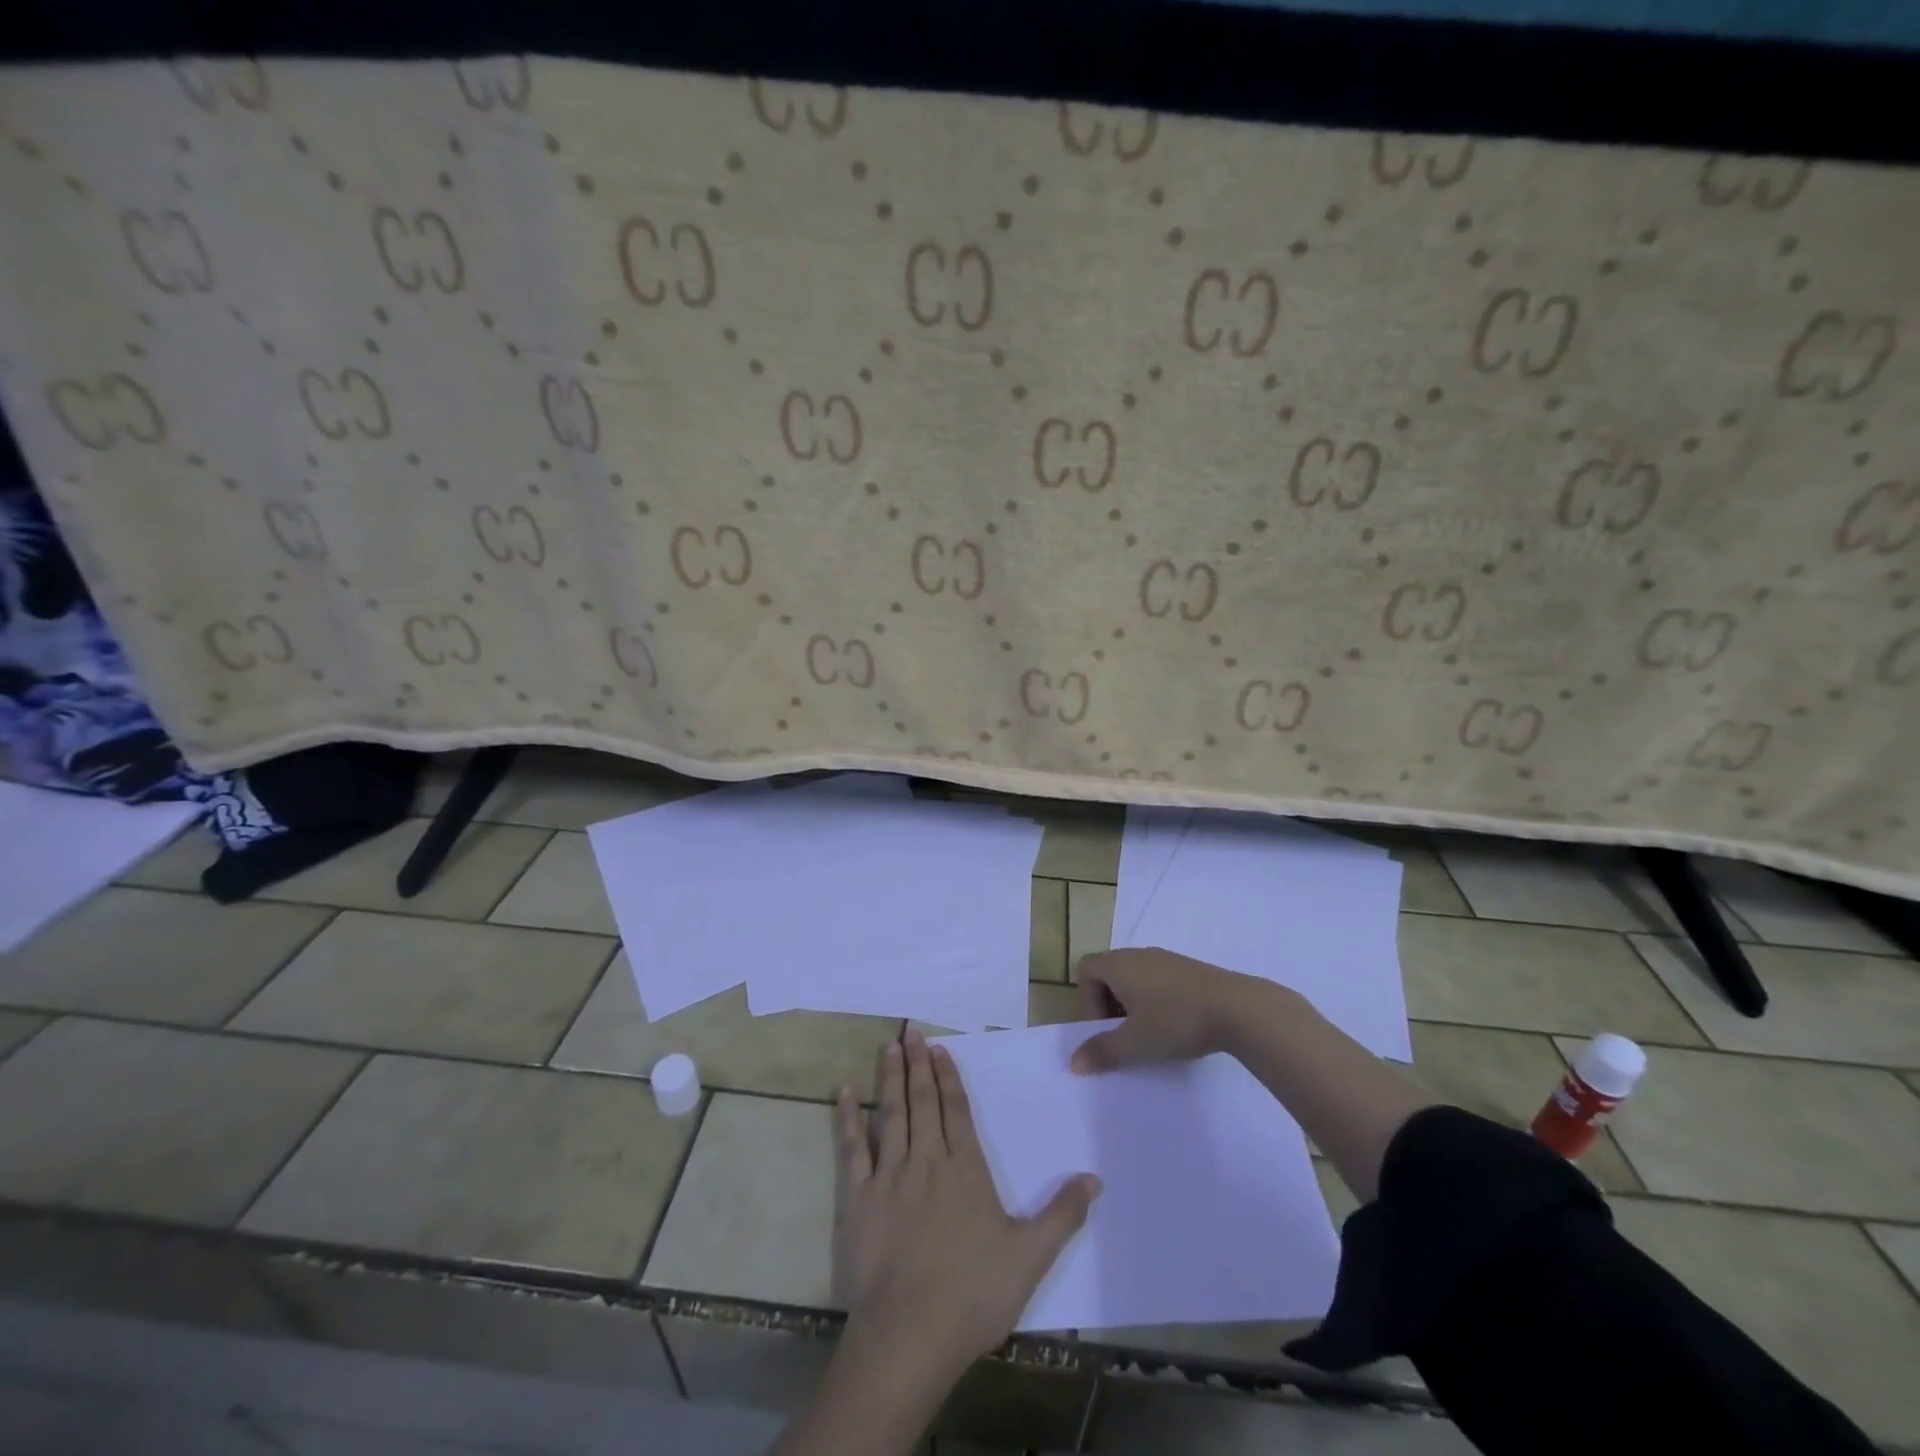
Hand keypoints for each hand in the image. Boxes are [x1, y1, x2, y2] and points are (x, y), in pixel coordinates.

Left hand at [832, 1029, 1100, 1373]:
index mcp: (965, 1171)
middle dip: (918, 1065)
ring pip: (891, 1114)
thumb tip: (1094, 1179)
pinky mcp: (859, 1198)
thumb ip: (1062, 1215)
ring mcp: (890, 1176)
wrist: (910, 1335)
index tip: (940, 1049)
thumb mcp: (1031, 1258)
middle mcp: (927, 1161)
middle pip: (923, 1102)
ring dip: (890, 1078)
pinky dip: (848, 1119)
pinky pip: (852, 1149)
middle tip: (910, 1032)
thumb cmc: (973, 1295)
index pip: (956, 1111)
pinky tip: (843, 1093)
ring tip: (888, 1046)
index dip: (949, 1077)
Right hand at [1072, 947, 1278, 1073]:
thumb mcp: (1135, 1044)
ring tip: (1151, 1032)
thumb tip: (1074, 1063)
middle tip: (1125, 1034)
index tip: (1106, 1027)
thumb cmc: (1176, 1021)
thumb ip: (1102, 1052)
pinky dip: (1156, 999)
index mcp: (1119, 964)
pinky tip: (1176, 1023)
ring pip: (1135, 976)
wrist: (1238, 1008)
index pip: (1086, 969)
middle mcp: (1139, 954)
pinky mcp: (1189, 968)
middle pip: (1109, 972)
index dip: (1087, 999)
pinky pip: (1158, 978)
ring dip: (1134, 1002)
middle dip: (1109, 1004)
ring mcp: (1166, 958)